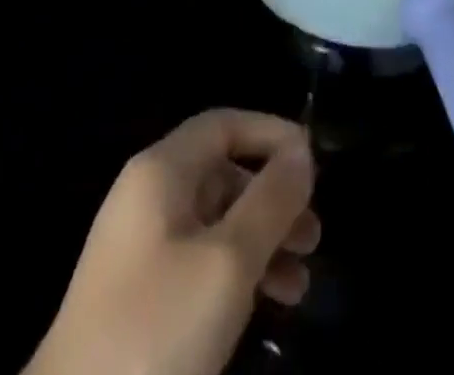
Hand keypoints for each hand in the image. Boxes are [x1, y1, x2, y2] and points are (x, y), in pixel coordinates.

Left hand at [26, 108, 319, 374]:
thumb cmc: (157, 328)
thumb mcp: (228, 262)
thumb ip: (270, 200)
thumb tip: (301, 152)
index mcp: (161, 170)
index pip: (223, 124)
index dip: (270, 134)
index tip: (314, 165)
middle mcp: (148, 196)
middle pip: (222, 173)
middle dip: (272, 198)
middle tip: (313, 235)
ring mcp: (140, 248)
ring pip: (214, 223)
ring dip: (261, 242)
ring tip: (299, 282)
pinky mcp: (139, 297)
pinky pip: (199, 262)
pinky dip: (236, 274)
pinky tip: (265, 306)